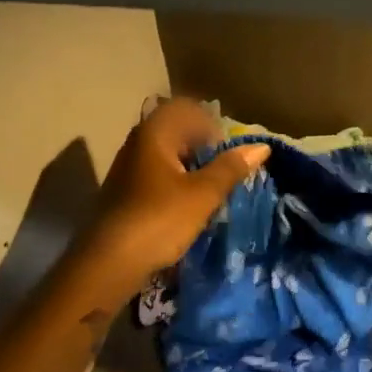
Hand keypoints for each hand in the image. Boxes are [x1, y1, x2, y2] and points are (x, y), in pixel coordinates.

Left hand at [56, 98, 269, 313]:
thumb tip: (262, 147)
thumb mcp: (203, 194)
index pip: (184, 108)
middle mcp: (136, 144)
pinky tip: (186, 206)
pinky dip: (174, 182)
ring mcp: (126, 169)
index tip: (226, 148)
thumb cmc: (160, 219)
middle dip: (201, 145)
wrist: (109, 262)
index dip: (209, 122)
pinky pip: (154, 175)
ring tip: (209, 188)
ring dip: (189, 166)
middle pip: (173, 130)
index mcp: (153, 133)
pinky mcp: (123, 194)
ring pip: (164, 155)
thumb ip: (231, 168)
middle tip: (223, 168)